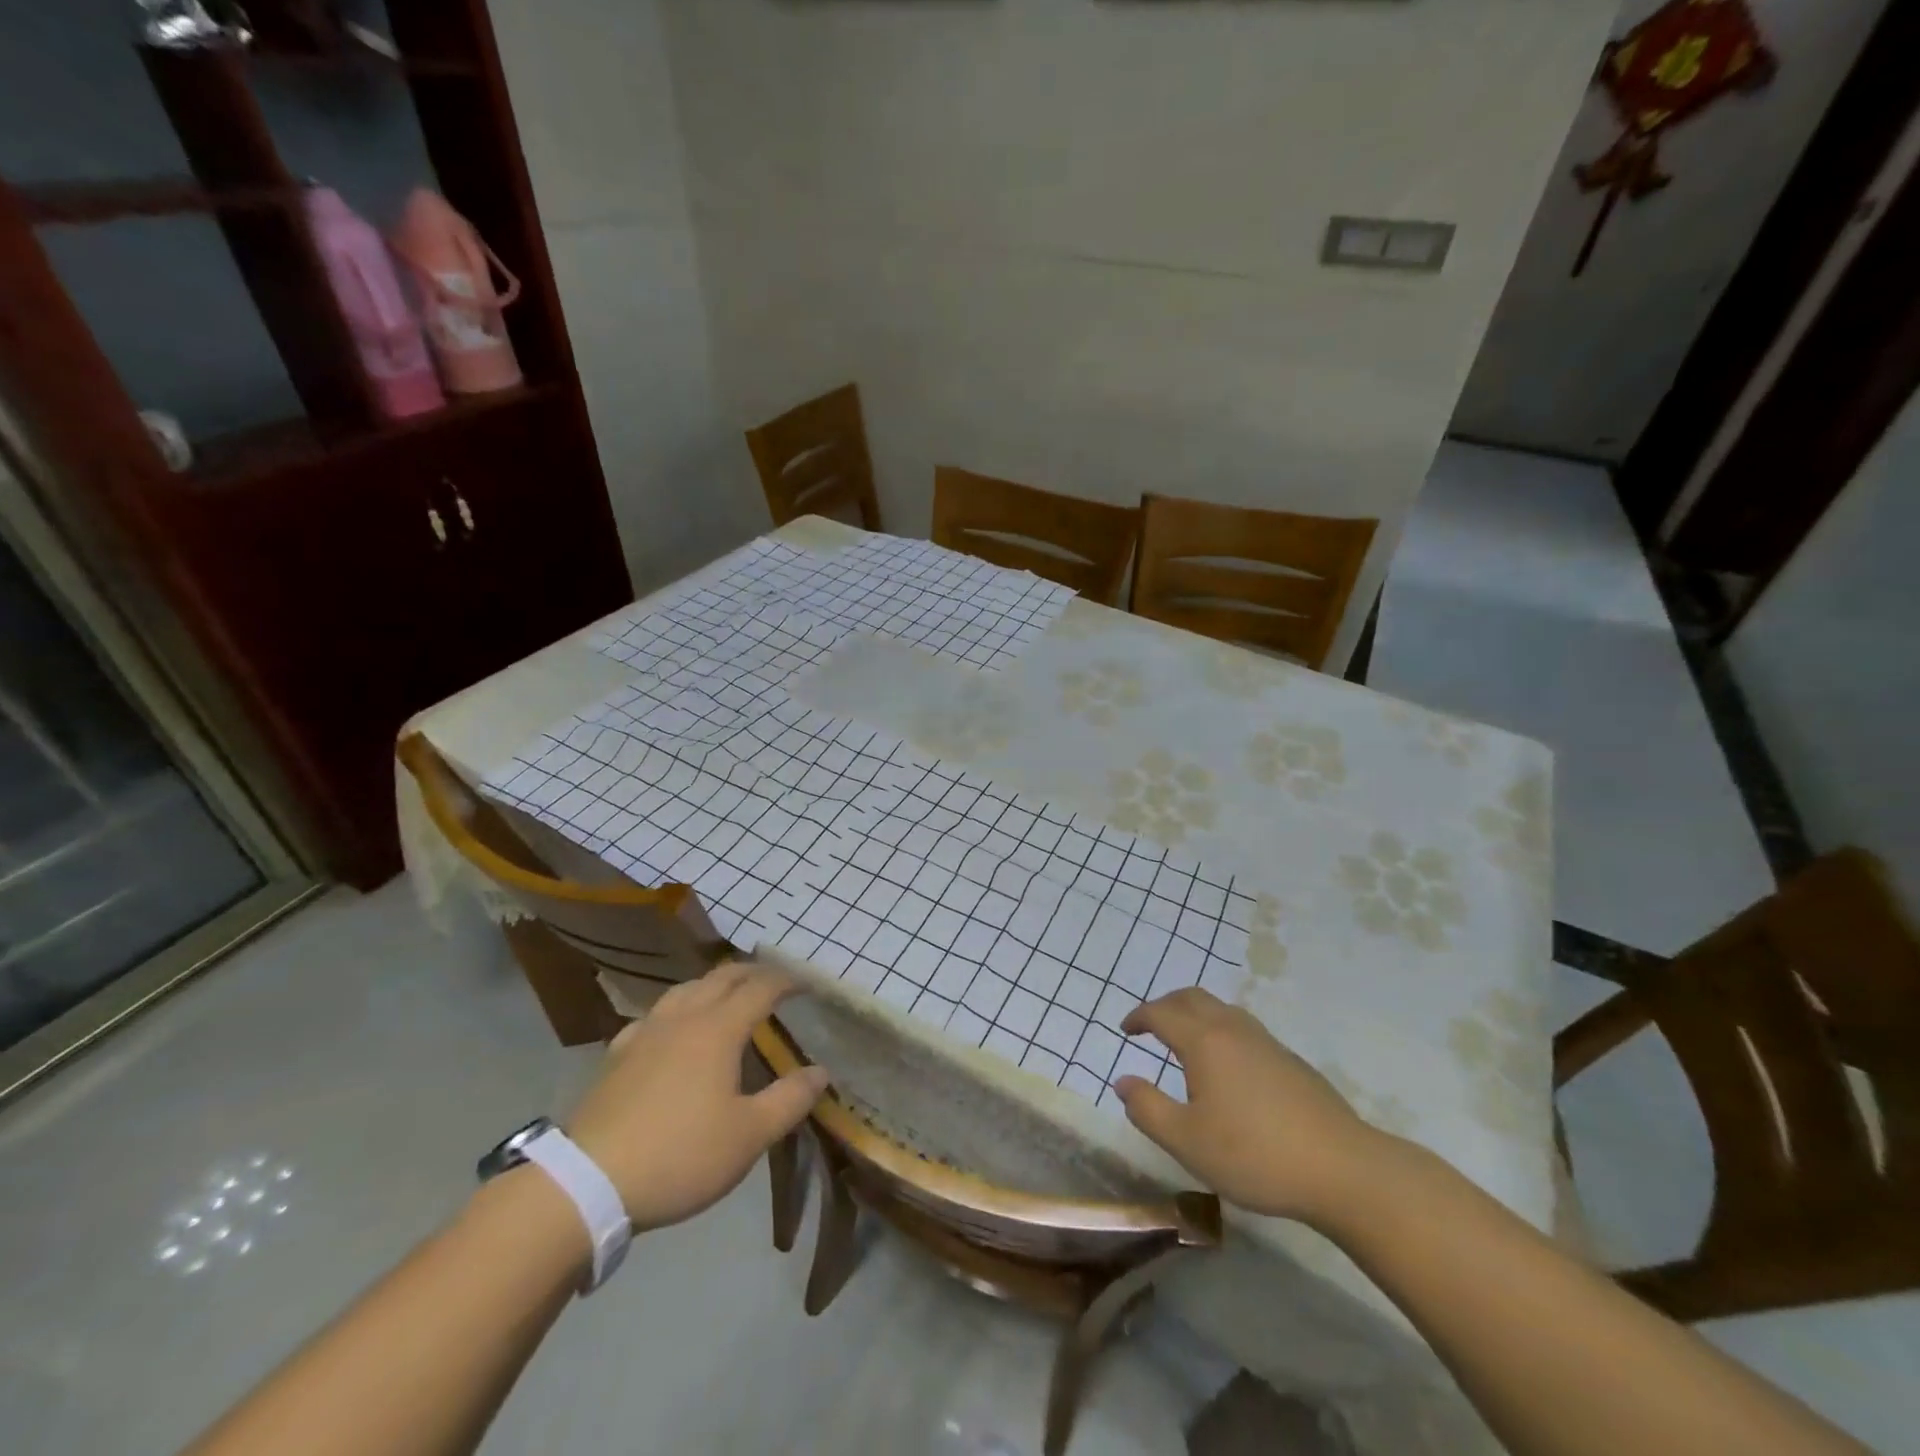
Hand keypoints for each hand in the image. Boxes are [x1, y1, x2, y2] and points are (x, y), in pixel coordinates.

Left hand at [566, 960, 829, 1231]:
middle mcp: (683, 1018)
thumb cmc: (680, 1155)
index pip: (760, 988)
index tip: (807, 984)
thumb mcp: (749, 1136)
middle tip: (774, 981)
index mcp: (718, 1029)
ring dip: (713, 983)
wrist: (588, 1182)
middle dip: (752, 972)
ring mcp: (645, 1033)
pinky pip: (654, 1015)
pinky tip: (671, 1027)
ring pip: (685, 989)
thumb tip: (820, 1071)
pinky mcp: (617, 1055)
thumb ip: (789, 1100)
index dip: (787, 981)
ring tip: (727, 993)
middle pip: (722, 978)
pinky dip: (676, 1008)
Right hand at [1114, 988, 1388, 1225]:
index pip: (1162, 1014)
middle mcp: (1233, 1030)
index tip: (1125, 1029)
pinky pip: (1243, 1028)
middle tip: (1150, 1025)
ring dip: (1195, 1014)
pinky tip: (1228, 1067)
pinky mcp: (1290, 1061)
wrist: (1342, 1169)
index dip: (1139, 1017)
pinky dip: (1221, 1031)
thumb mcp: (1187, 1142)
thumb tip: (1123, 1082)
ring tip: (1185, 1041)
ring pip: (1221, 1010)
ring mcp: (1266, 1042)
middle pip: (1192, 998)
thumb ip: (1148, 1109)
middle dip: (1166, 1005)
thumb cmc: (1254, 1155)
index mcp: (1204, 1042)